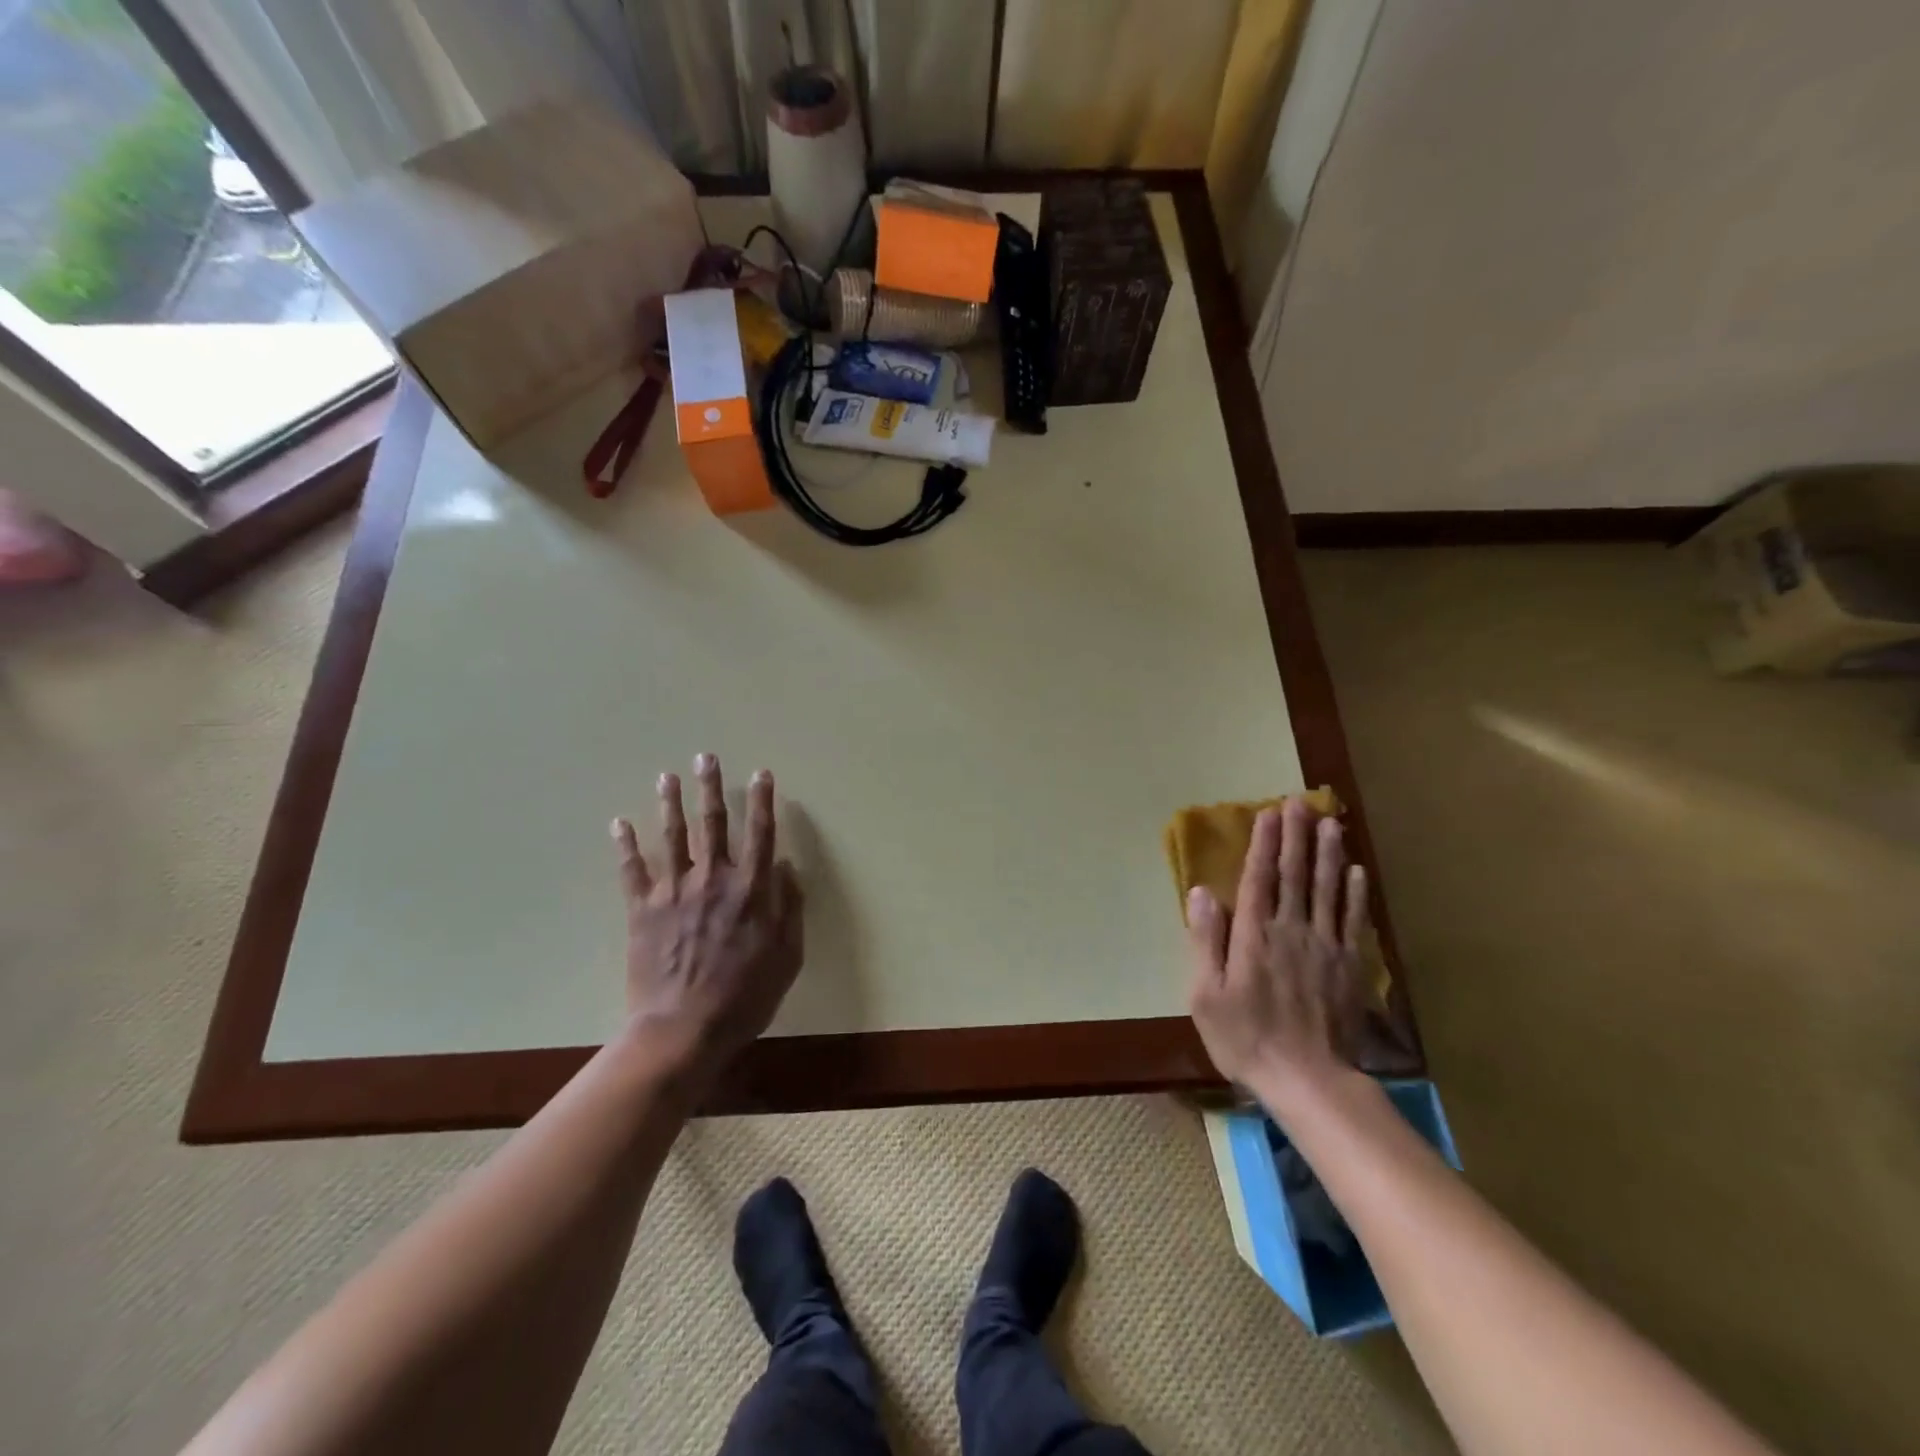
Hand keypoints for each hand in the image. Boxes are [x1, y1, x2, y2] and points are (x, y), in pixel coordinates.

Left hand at [610, 754, 803, 1079]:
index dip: (763, 801)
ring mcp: (674, 892)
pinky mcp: (643, 910)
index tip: (762, 774)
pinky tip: (619, 822)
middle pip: (713, 823)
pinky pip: (632, 870)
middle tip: (706, 757)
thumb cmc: (744, 997)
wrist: (683, 1030)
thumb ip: (789, 909)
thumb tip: (786, 869)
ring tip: (667, 776)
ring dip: (670, 803)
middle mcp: (713, 879)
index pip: (760, 834)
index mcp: (750, 890)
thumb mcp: (787, 957)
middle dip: (711, 788)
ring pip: (673, 836)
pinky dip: (625, 845)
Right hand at [1185, 798, 1369, 1105]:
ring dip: (1328, 853)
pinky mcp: (1348, 966)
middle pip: (1295, 875)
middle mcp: (1291, 931)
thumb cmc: (1246, 1038)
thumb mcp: (1205, 995)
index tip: (1268, 813)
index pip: (1259, 879)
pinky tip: (1356, 871)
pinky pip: (1353, 921)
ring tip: (1331, 823)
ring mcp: (1324, 946)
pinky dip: (1354, 894)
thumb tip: (1201, 893)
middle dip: (1296, 836)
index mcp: (1254, 936)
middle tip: (1300, 802)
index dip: (1264, 845)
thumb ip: (1205, 941)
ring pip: (1327, 890)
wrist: (1308, 1080)